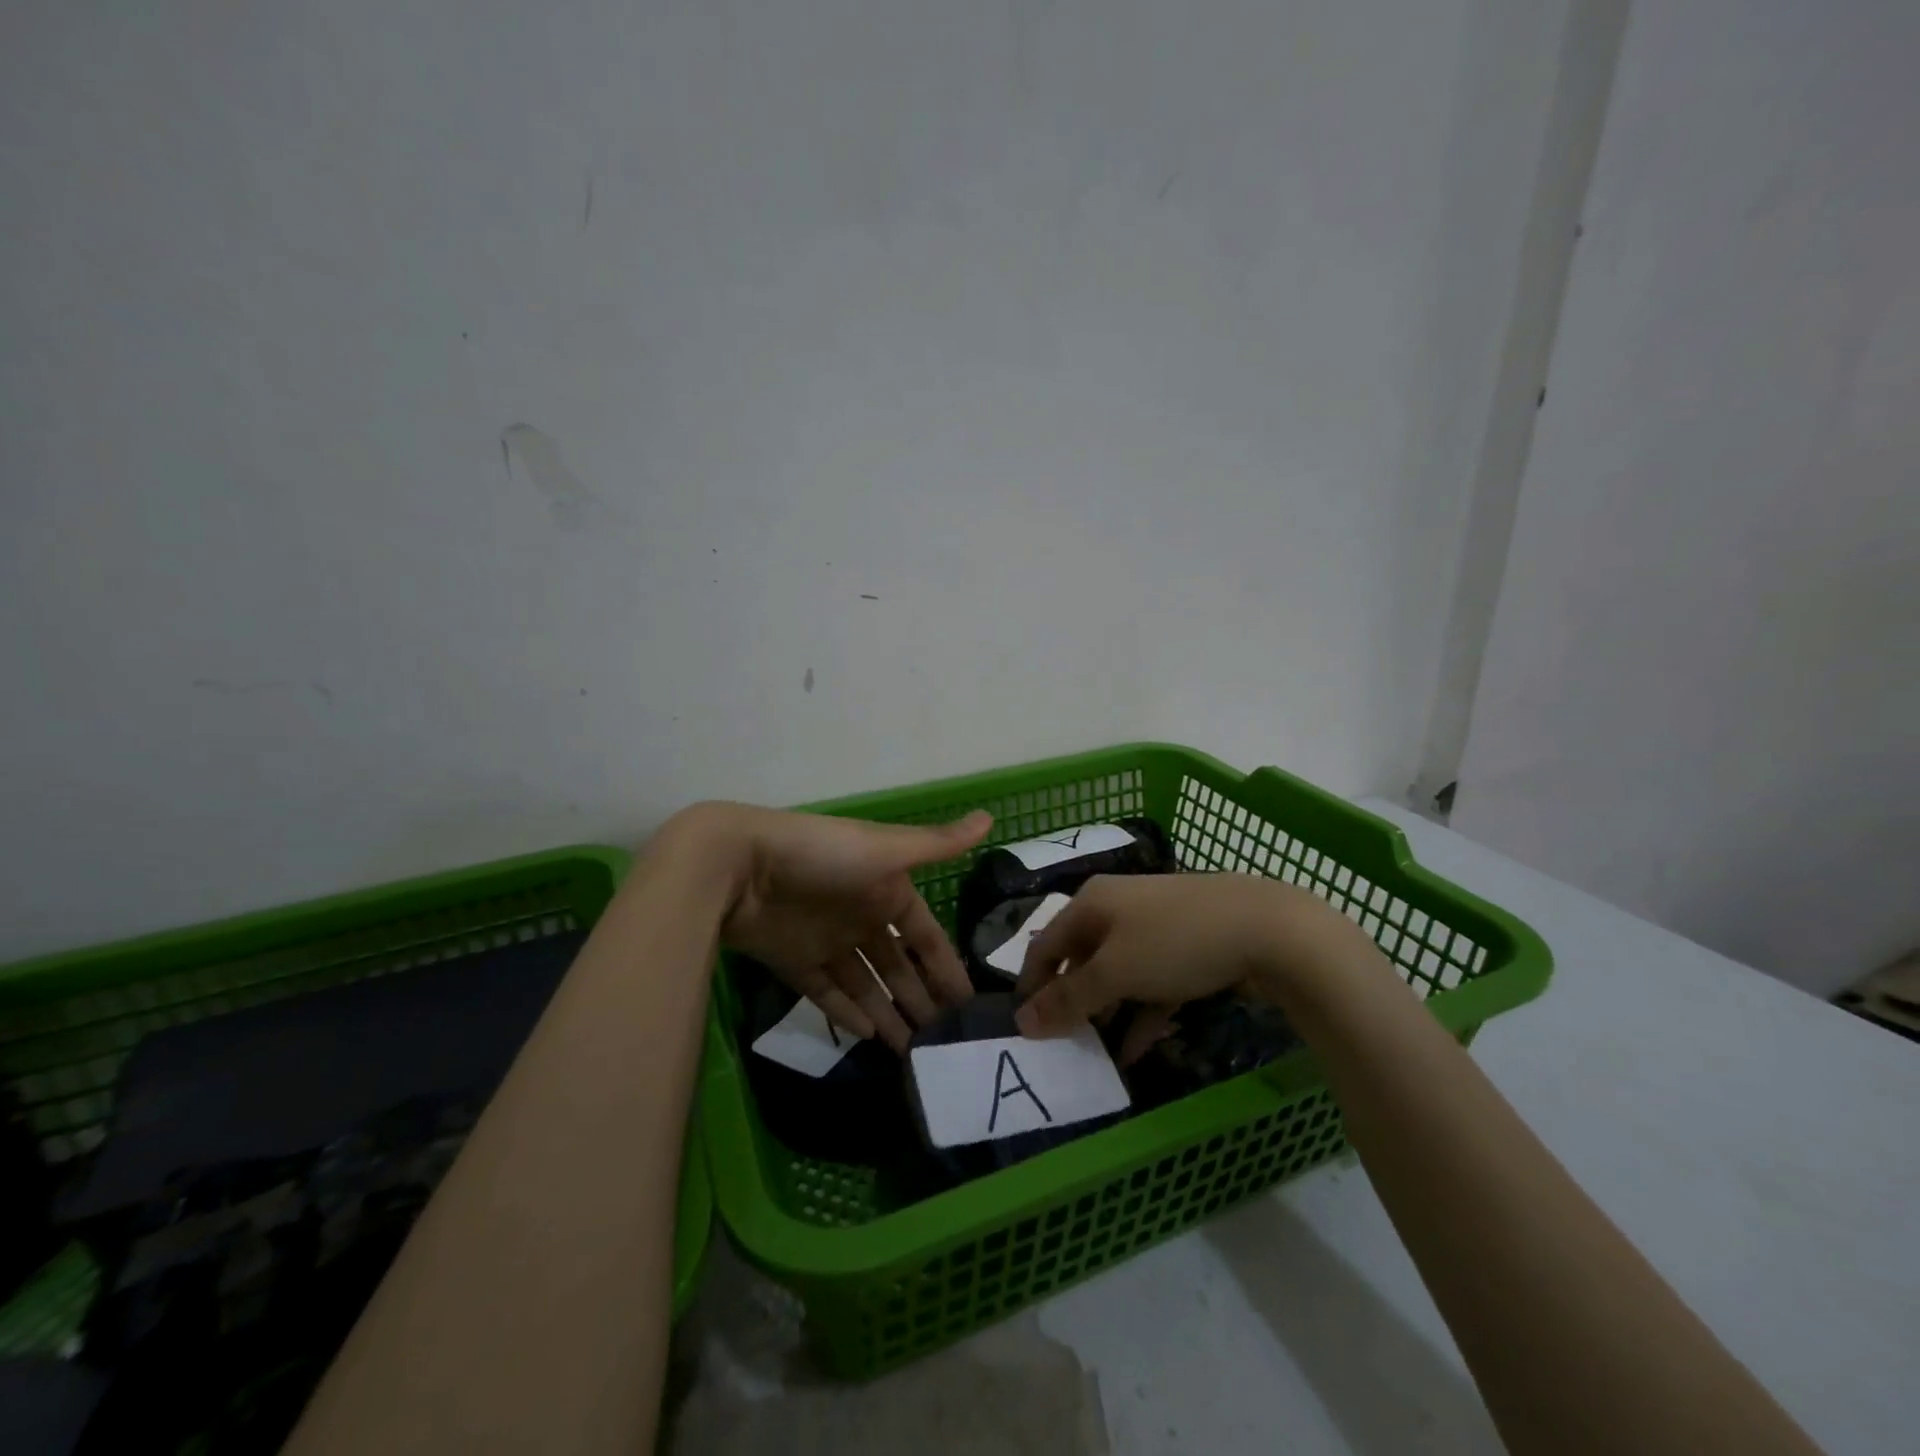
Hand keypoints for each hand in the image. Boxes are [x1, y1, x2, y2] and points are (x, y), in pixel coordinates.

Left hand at [671, 803, 990, 1051]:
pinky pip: (827, 995)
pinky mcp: (794, 963)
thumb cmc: (823, 855)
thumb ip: (938, 844)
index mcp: (886, 890)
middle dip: (921, 999)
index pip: (925, 935)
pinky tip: (870, 1038)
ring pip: (866, 986)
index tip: (969, 1002)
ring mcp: (827, 942)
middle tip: (946, 1043)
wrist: (739, 866)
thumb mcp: (887, 848)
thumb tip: (993, 816)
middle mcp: (861, 917)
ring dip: (889, 1015)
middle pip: (898, 966)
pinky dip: (847, 1015)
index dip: (946, 967)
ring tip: (914, 1053)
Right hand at [1014, 873, 1381, 1061]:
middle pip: (1080, 959)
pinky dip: (1141, 1014)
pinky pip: (1151, 983)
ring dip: (1106, 1013)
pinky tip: (1136, 1051)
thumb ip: (1068, 999)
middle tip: (1062, 1046)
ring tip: (1096, 1055)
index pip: (1045, 944)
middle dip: (1071, 1002)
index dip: (1031, 986)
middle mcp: (1117, 908)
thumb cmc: (1175, 942)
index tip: (1025, 1031)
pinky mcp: (1186, 947)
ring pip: (1117, 974)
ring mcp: (1155, 926)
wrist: (1269, 928)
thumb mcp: (1115, 972)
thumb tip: (1022, 1022)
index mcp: (1091, 902)